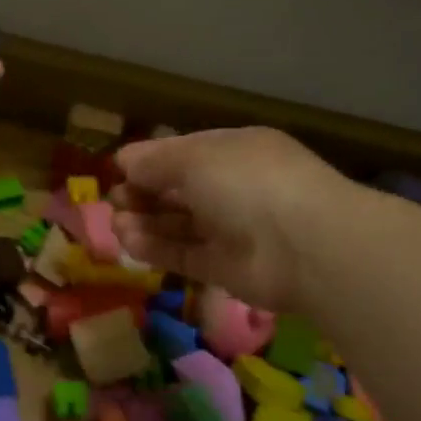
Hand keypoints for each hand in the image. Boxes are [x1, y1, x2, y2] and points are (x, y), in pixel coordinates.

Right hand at [110, 128, 355, 312]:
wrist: (305, 246)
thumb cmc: (247, 183)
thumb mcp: (195, 158)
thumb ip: (155, 161)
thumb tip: (124, 160)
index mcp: (233, 152)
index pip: (184, 153)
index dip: (150, 161)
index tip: (118, 170)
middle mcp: (233, 188)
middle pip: (178, 190)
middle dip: (143, 194)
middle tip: (116, 201)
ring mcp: (231, 230)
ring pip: (179, 224)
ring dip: (145, 223)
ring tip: (117, 225)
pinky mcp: (226, 268)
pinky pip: (184, 254)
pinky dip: (156, 249)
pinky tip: (129, 242)